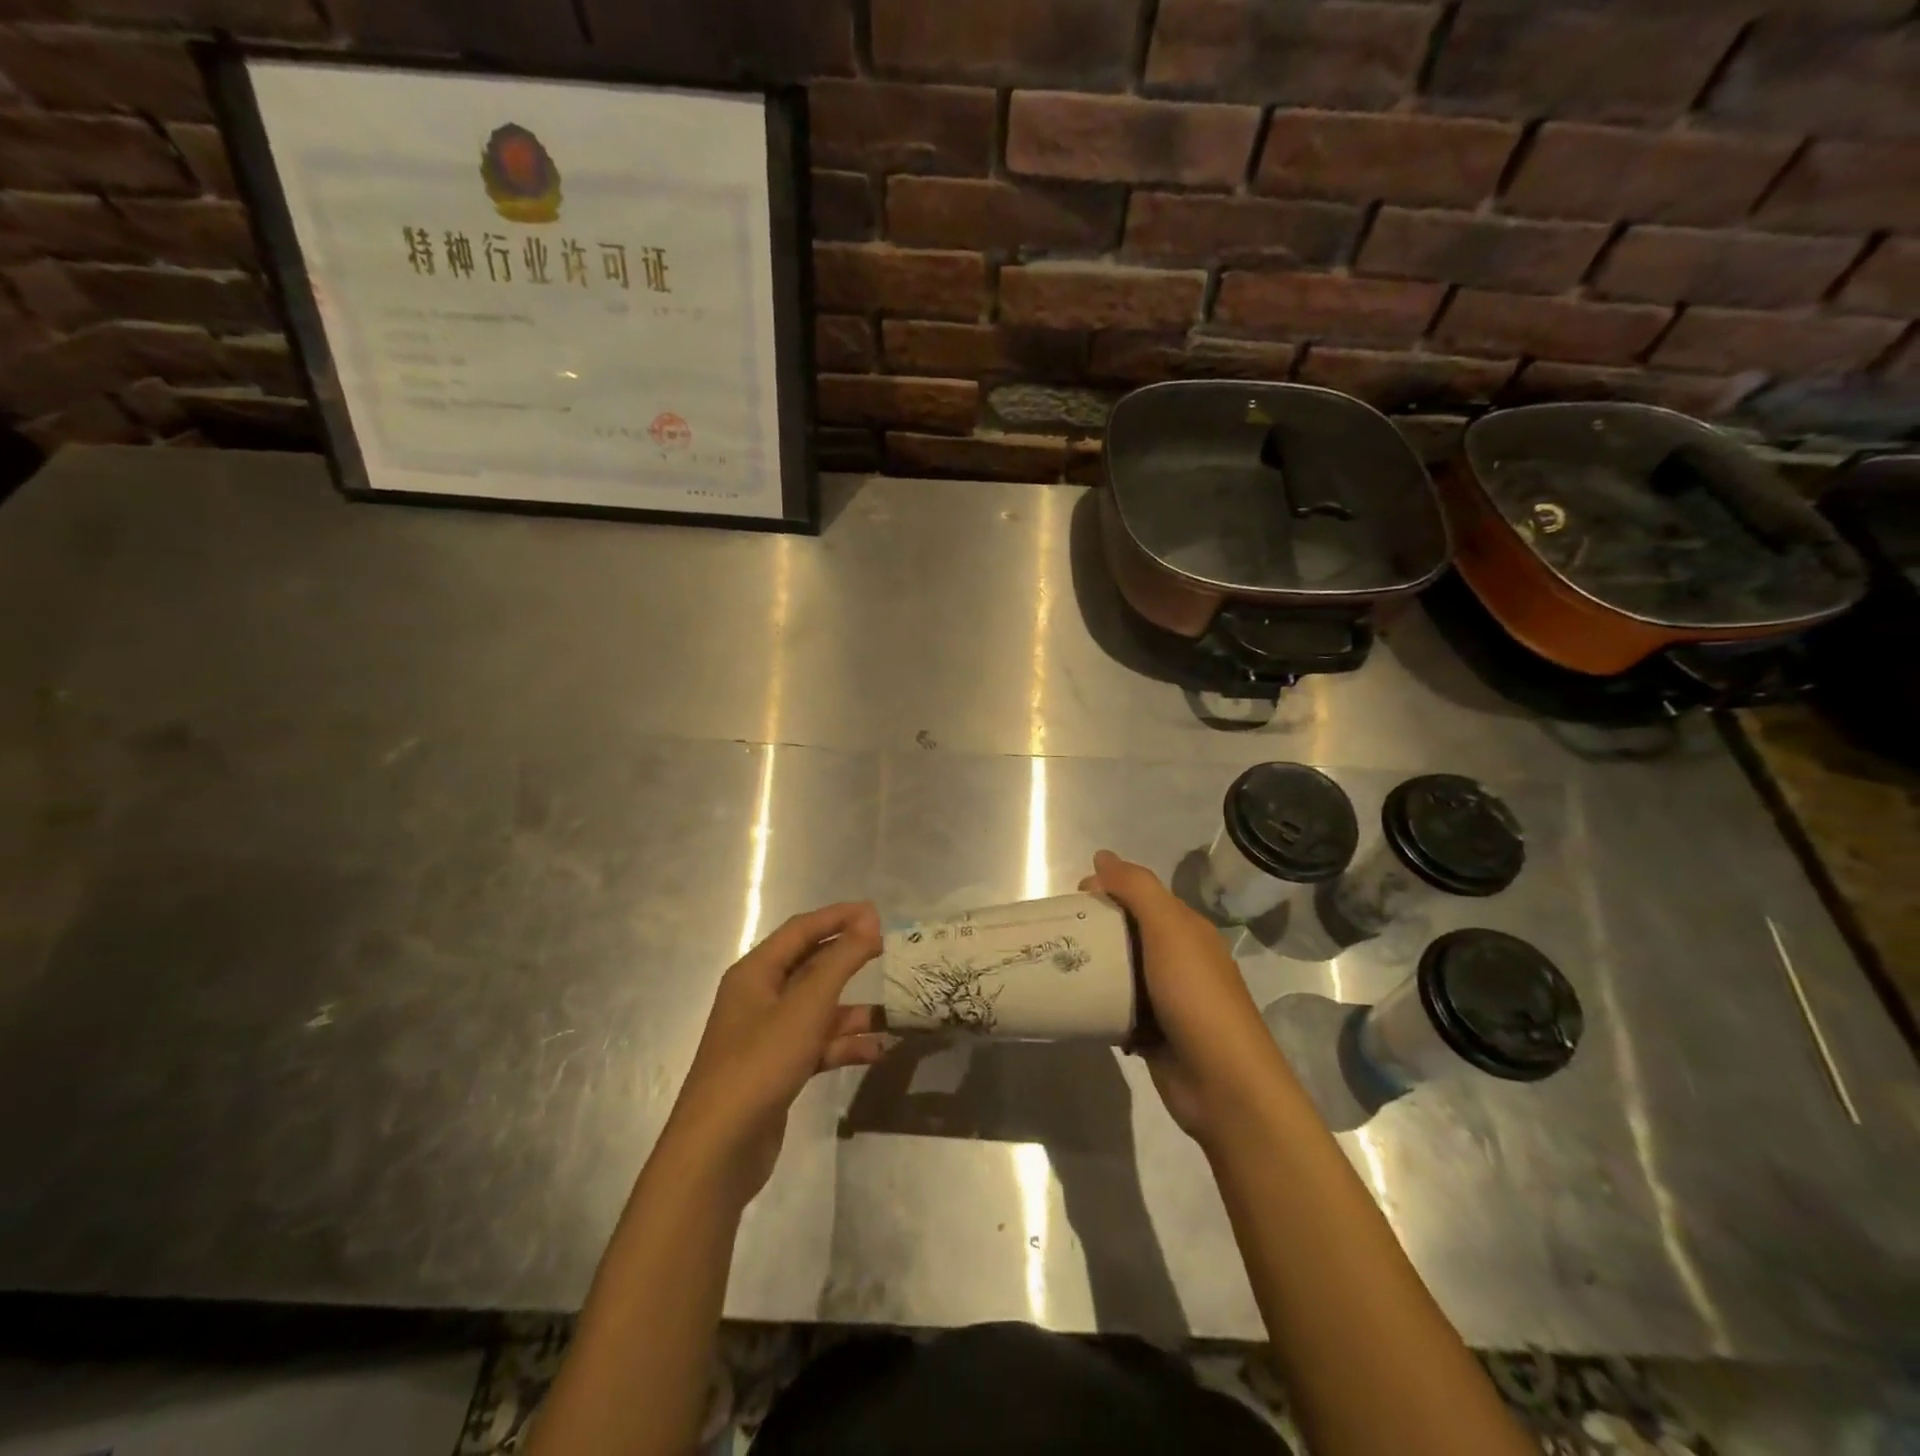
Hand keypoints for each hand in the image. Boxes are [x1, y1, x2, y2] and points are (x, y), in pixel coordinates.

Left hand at [662, 904, 886, 1205]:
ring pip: (817, 1009)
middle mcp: (759, 998)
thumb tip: (869, 920)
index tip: (878, 914)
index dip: (838, 917)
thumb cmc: (760, 1063)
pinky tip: (875, 1051)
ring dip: (851, 1009)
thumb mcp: (806, 1006)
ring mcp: (768, 1035)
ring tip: (892, 1012)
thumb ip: (841, 960)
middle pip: (810, 966)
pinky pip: (817, 1044)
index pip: (801, 929)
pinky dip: (844, 1045)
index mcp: (755, 973)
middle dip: (847, 958)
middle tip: (887, 951)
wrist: (718, 1150)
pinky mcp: (778, 1069)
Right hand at [1081, 851, 1292, 1146]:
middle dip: (1096, 929)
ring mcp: (1168, 999)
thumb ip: (1137, 889)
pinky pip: (1120, 1009)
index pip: (1142, 896)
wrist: (1223, 1083)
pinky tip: (1078, 1006)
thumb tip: (1102, 856)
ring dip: (1096, 969)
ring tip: (1059, 967)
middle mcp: (1179, 959)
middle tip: (1059, 934)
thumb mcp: (1168, 930)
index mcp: (1187, 930)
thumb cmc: (1195, 996)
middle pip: (1129, 932)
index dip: (1108, 889)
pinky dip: (1101, 1006)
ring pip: (1122, 972)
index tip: (1072, 898)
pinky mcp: (1154, 1034)